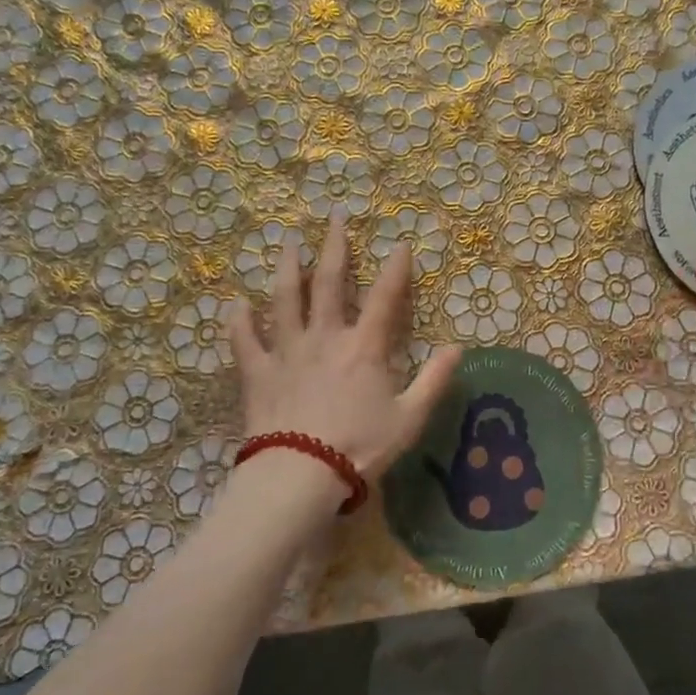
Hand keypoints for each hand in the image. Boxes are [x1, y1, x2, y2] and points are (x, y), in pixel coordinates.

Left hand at [229, 214, 461, 484]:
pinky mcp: (258, 373)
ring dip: (289, 269)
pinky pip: (245, 340)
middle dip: (335, 248)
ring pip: (286, 300)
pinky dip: (239, 321)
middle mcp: (326, 337)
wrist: (300, 476)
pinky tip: (236, 303)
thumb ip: (435, 380)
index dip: (396, 269)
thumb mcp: (410, 418)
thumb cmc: (360, 447)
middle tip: (334, 218)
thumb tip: (460, 348)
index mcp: (364, 347)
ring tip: (289, 244)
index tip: (400, 243)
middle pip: (331, 283)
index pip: (386, 297)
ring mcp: (288, 351)